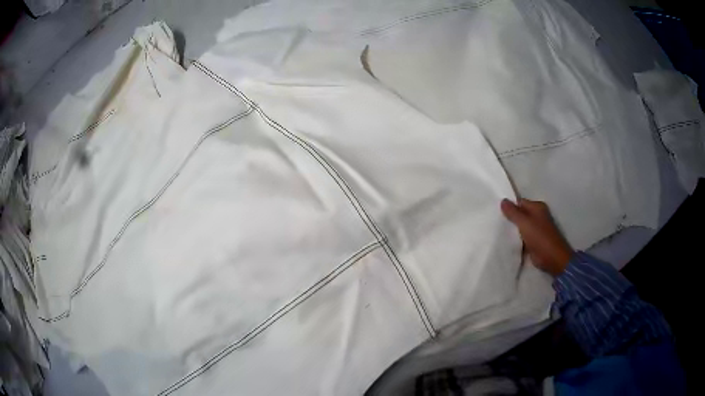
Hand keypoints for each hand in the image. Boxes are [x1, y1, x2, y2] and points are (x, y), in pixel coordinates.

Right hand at [501, 198, 573, 275]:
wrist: (551, 257)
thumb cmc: (539, 236)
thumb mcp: (524, 222)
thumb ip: (513, 212)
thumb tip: (503, 200)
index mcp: (537, 207)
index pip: (520, 202)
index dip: (509, 206)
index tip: (497, 211)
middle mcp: (537, 216)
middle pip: (520, 214)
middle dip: (510, 218)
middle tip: (495, 221)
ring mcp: (536, 229)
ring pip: (520, 226)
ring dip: (512, 230)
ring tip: (497, 230)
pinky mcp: (534, 241)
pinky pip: (522, 237)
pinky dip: (516, 239)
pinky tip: (505, 241)